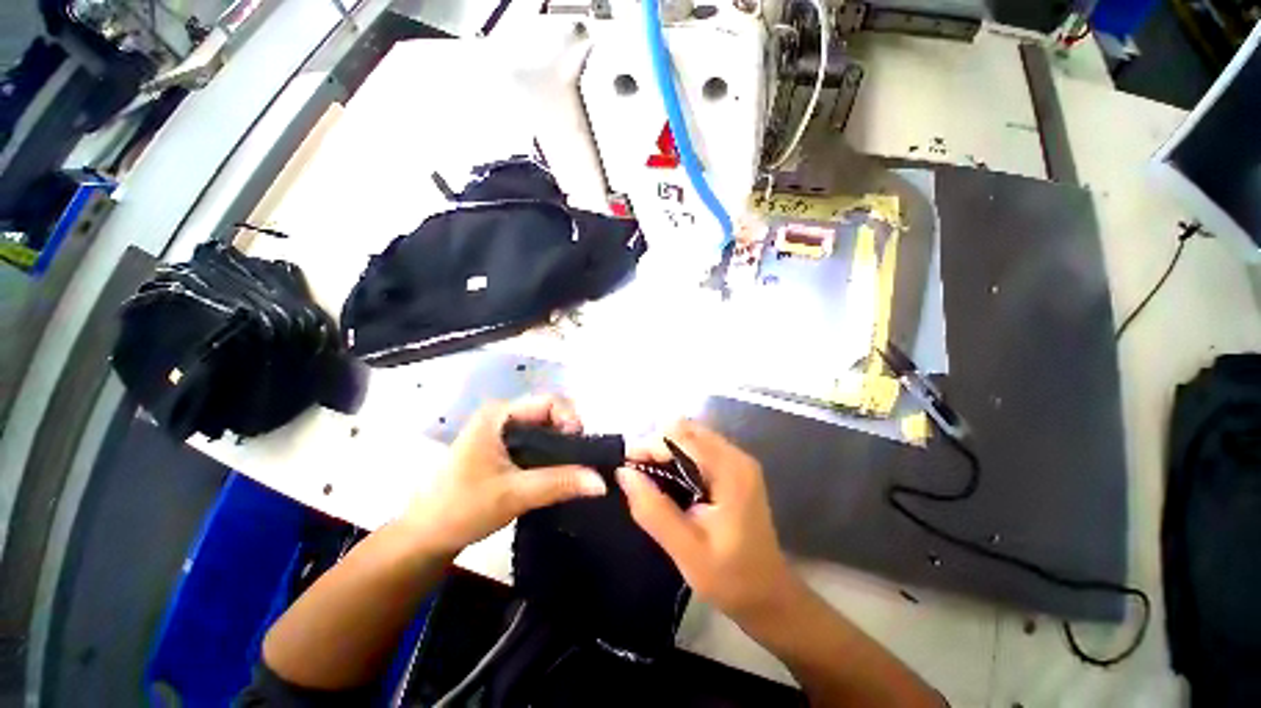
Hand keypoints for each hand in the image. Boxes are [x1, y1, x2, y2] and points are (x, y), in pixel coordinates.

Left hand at [403, 395, 606, 553]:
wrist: (425, 537)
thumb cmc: (462, 509)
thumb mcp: (514, 495)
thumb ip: (559, 483)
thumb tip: (602, 481)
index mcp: (499, 414)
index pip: (549, 402)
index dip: (570, 420)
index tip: (581, 449)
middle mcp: (503, 416)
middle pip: (550, 413)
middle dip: (570, 435)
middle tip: (581, 463)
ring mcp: (503, 432)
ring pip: (546, 429)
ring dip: (563, 447)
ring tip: (574, 470)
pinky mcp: (505, 449)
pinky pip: (539, 443)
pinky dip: (553, 455)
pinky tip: (560, 474)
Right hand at [617, 420, 794, 622]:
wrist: (768, 595)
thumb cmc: (730, 577)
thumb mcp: (686, 549)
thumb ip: (653, 509)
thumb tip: (623, 473)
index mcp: (730, 471)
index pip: (682, 436)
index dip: (650, 445)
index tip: (626, 468)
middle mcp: (735, 455)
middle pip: (686, 429)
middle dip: (656, 445)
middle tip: (636, 475)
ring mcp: (736, 460)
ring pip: (690, 436)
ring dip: (664, 450)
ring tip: (646, 477)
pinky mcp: (732, 468)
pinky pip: (697, 448)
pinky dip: (676, 456)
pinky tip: (666, 479)